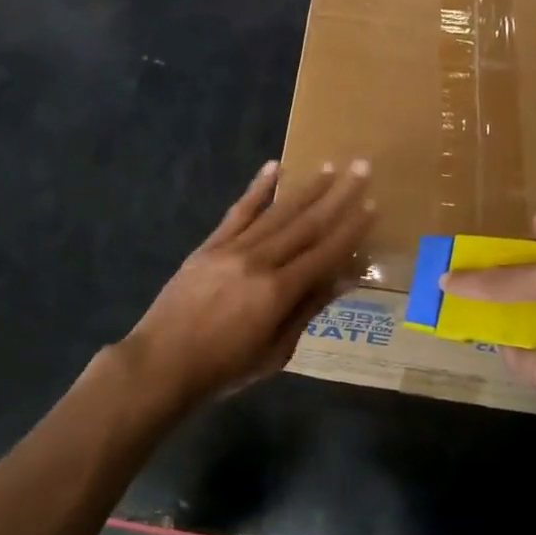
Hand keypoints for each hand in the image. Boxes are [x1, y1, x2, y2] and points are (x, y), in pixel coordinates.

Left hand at [121, 159, 374, 409]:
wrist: (163, 362)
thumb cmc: (225, 368)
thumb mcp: (276, 351)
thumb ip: (308, 309)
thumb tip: (344, 279)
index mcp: (278, 292)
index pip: (325, 253)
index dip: (351, 230)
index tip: (372, 206)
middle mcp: (259, 261)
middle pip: (306, 223)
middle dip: (338, 195)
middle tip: (361, 168)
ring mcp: (232, 248)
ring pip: (277, 212)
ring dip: (306, 188)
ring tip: (330, 166)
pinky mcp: (210, 244)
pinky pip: (238, 211)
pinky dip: (257, 188)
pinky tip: (273, 167)